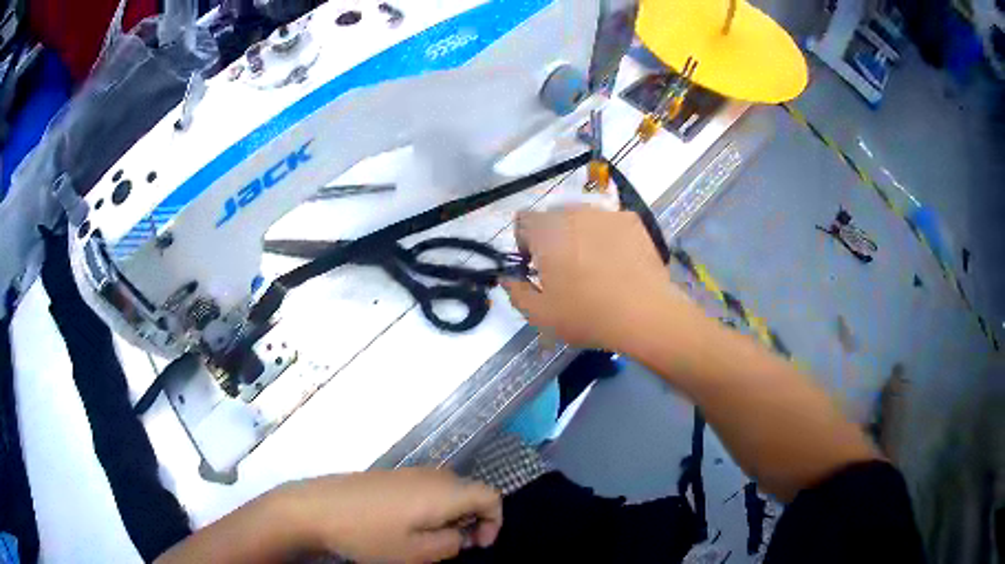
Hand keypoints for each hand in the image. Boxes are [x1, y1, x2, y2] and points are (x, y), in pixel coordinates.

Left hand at [276, 468, 501, 562]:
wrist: (315, 508)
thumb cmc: (368, 534)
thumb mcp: (415, 552)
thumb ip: (450, 544)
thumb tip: (460, 535)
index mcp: (443, 492)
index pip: (490, 496)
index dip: (495, 521)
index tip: (478, 546)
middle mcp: (431, 475)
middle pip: (470, 492)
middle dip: (472, 521)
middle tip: (453, 546)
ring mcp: (409, 472)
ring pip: (447, 491)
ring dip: (450, 516)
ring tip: (428, 539)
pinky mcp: (390, 475)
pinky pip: (425, 489)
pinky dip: (430, 508)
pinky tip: (405, 526)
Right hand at [504, 207, 689, 350]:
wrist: (644, 313)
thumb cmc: (587, 315)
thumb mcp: (540, 314)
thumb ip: (515, 291)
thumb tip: (508, 278)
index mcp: (547, 231)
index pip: (523, 220)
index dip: (524, 242)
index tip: (535, 266)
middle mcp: (574, 212)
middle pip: (554, 217)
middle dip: (553, 237)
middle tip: (565, 268)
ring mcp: (606, 213)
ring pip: (584, 217)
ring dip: (580, 234)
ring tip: (595, 264)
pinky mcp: (632, 220)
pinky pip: (611, 222)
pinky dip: (608, 236)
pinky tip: (619, 261)